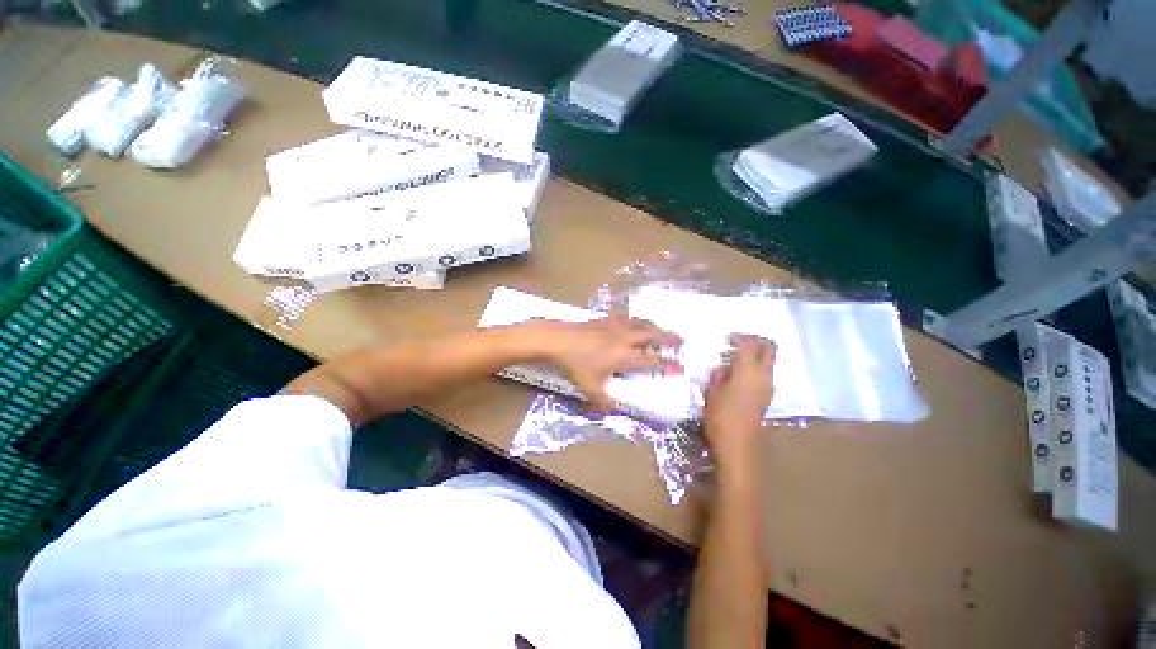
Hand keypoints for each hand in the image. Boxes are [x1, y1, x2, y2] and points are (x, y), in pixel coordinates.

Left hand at [543, 315, 681, 411]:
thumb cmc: (574, 365)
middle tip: (681, 340)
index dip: (669, 365)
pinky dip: (635, 320)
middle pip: (653, 335)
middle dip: (669, 337)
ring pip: (641, 323)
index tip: (681, 368)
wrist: (556, 339)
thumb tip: (614, 411)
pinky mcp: (604, 319)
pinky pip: (626, 318)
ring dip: (654, 326)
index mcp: (625, 357)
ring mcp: (615, 326)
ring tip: (662, 329)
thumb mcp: (589, 389)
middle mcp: (625, 338)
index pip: (653, 361)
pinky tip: (633, 322)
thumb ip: (603, 402)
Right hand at [703, 334, 776, 460]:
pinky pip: (765, 377)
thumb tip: (724, 369)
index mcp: (747, 368)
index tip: (727, 340)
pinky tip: (740, 383)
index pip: (748, 342)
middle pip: (768, 348)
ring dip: (756, 360)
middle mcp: (762, 373)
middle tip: (741, 346)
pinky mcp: (767, 399)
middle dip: (757, 343)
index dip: (739, 337)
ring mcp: (768, 386)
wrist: (738, 445)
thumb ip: (718, 377)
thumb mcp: (711, 394)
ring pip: (768, 363)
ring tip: (737, 367)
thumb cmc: (721, 417)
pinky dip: (756, 374)